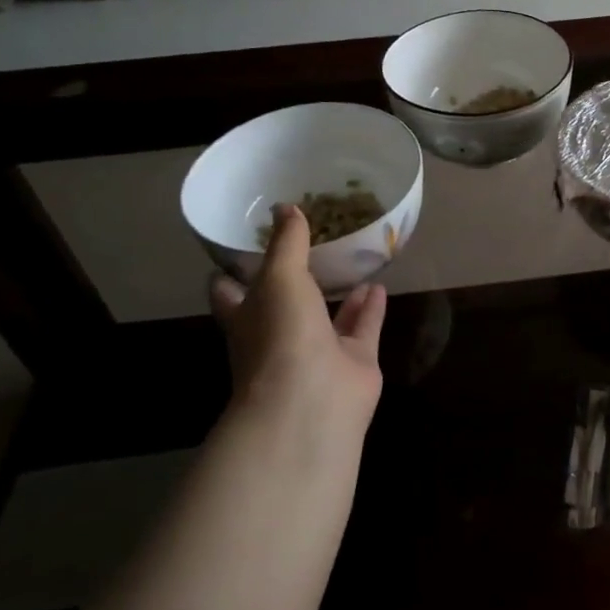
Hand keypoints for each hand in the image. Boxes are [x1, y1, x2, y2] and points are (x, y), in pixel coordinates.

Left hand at [209, 204, 386, 437]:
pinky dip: (371, 309)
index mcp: (247, 318)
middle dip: (294, 278)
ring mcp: (317, 352)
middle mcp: (279, 336)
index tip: (244, 242)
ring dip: (338, 292)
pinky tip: (379, 285)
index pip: (230, 292)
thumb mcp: (279, 278)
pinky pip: (363, 329)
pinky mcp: (353, 362)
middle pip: (283, 303)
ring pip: (328, 317)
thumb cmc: (281, 335)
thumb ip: (286, 244)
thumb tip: (285, 207)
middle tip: (310, 243)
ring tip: (352, 260)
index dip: (233, 270)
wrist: (312, 402)